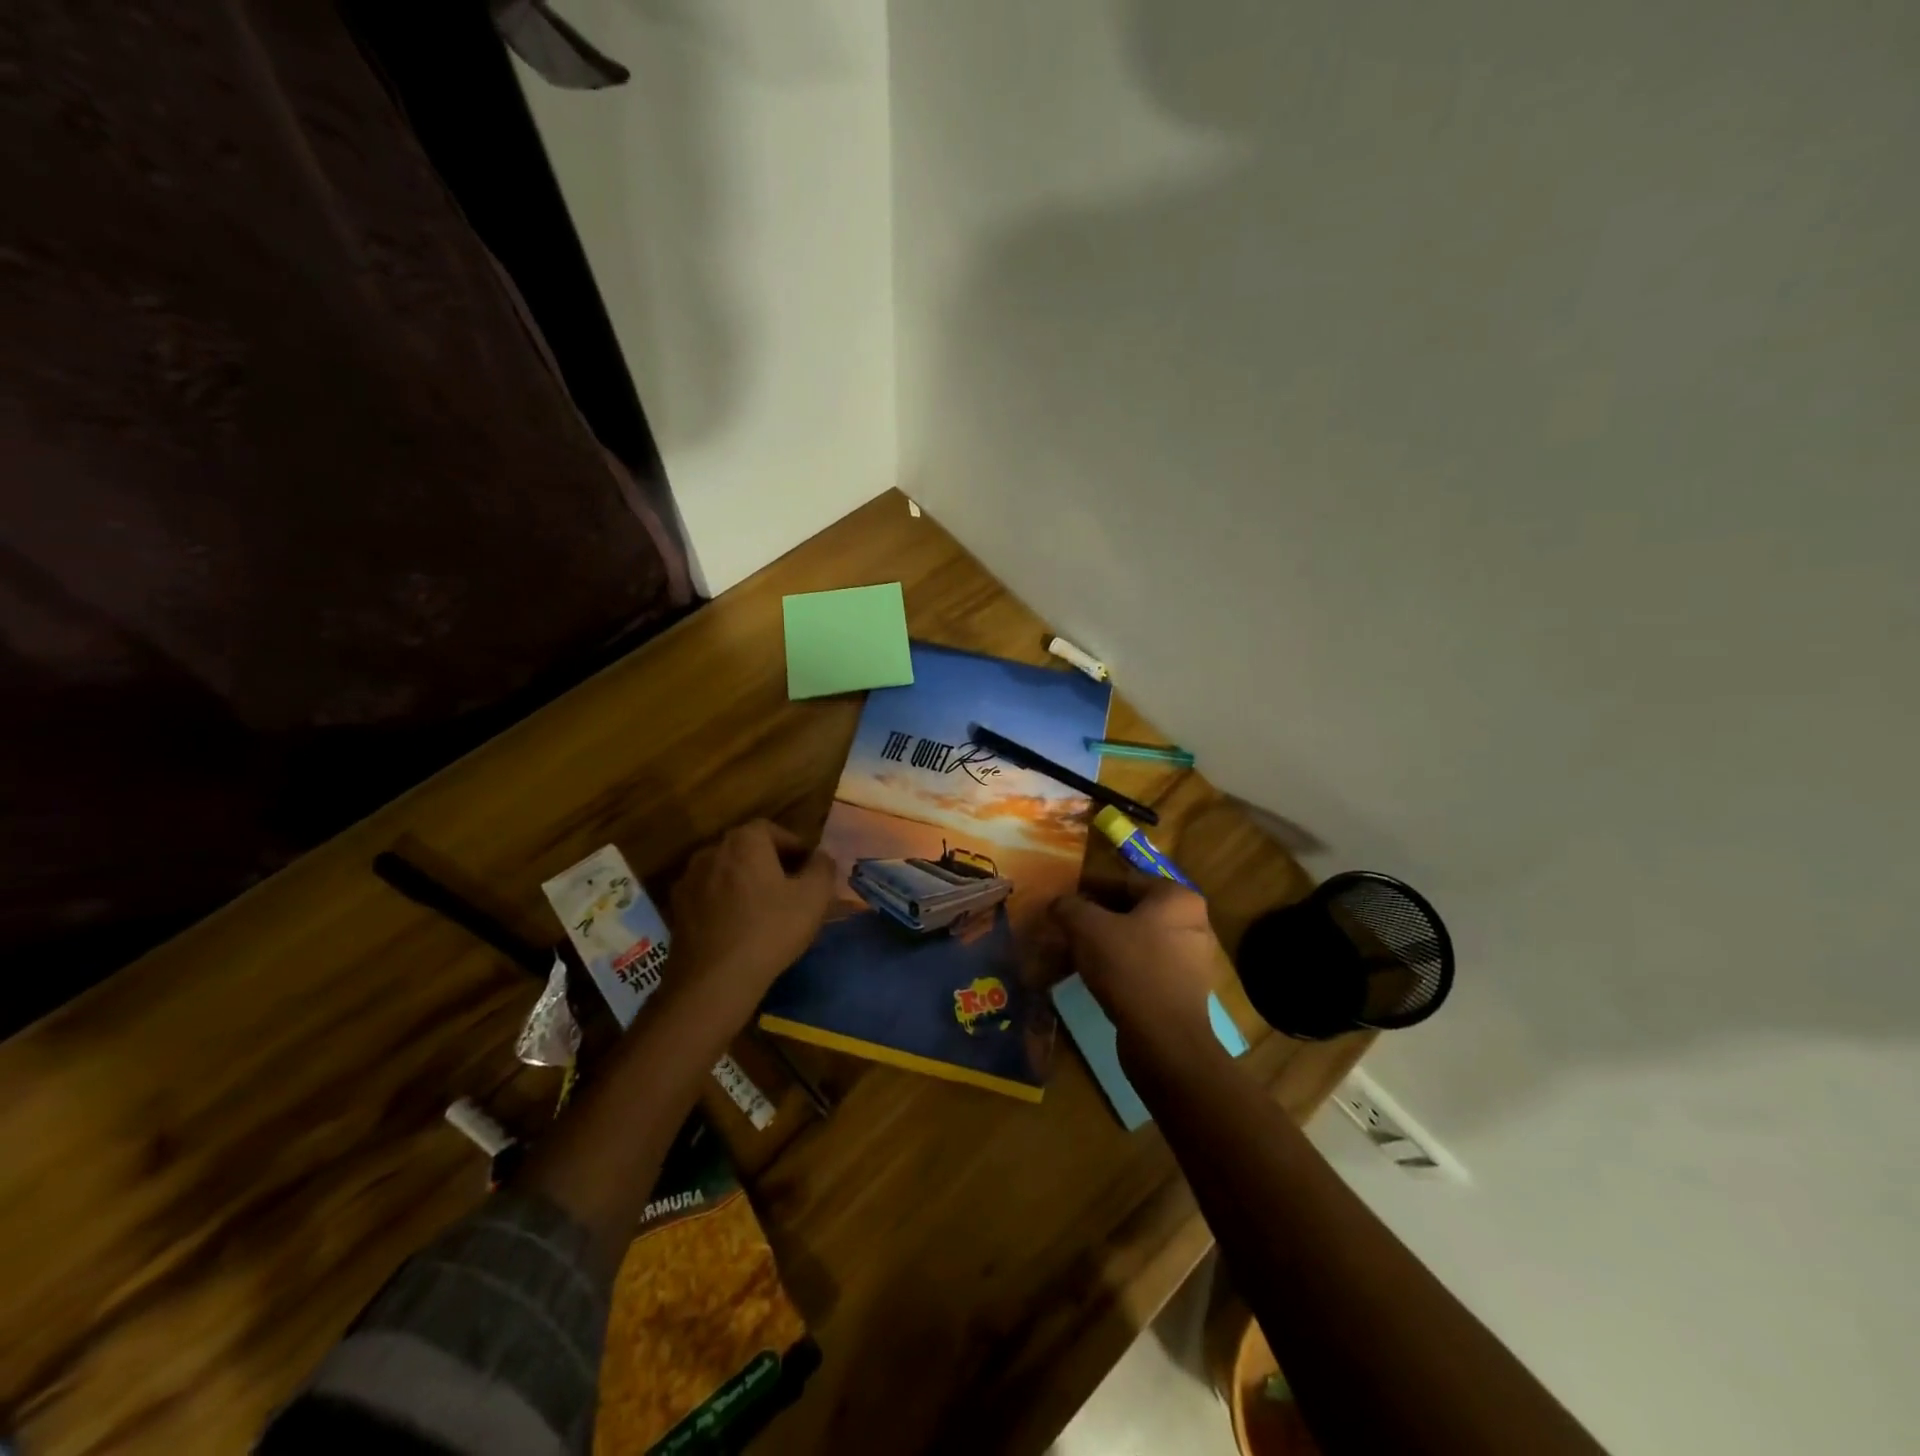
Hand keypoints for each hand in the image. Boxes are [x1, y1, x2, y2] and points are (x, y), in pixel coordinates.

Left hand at [667, 819, 835, 1025]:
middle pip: (747, 849)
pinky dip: (724, 903)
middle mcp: (711, 851)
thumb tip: (821, 857)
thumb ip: (823, 867)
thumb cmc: (770, 930)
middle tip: (791, 889)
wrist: (713, 981)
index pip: (773, 830)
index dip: (794, 847)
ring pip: (726, 873)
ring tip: (764, 910)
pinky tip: (738, 928)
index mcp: (744, 841)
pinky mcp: (676, 909)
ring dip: (745, 883)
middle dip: (770, 864)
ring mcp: (688, 880)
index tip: (809, 870)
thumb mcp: (814, 897)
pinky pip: (708, 896)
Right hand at [1051, 881, 1222, 1065]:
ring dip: (1105, 943)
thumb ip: (1069, 907)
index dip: (1088, 888)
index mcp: (1176, 898)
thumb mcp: (1087, 928)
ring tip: (1073, 951)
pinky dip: (1119, 967)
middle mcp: (1192, 923)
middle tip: (1065, 925)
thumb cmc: (1130, 968)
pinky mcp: (1182, 990)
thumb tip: (1058, 903)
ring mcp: (1190, 959)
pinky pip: (1144, 967)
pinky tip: (1094, 976)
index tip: (1062, 897)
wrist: (1164, 1041)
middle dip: (1096, 917)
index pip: (1124, 881)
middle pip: (1131, 911)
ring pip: (1136, 940)